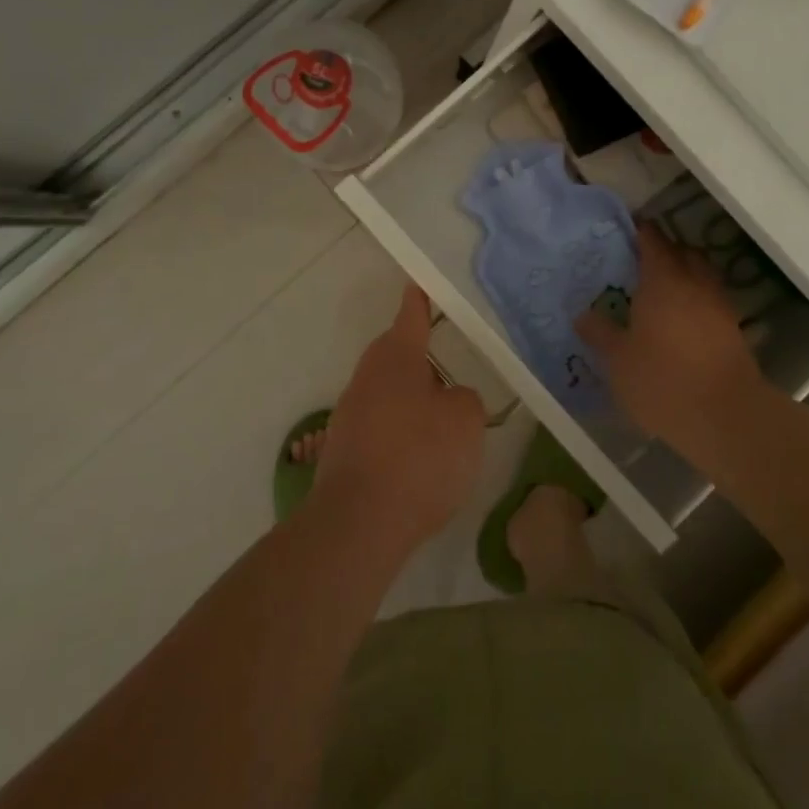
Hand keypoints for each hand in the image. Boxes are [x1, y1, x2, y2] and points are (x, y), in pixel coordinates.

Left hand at [310, 283, 485, 556]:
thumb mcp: (465, 421)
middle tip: (451, 371)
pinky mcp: (343, 450)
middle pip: (396, 355)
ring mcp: (350, 413)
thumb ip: (464, 399)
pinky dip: (400, 435)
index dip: (420, 300)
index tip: (421, 284)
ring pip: (388, 393)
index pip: (411, 315)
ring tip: (442, 426)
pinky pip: (380, 427)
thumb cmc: (418, 457)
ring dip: (412, 401)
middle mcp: (367, 376)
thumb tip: (448, 398)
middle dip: (421, 360)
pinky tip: (420, 462)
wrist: (359, 523)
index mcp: (396, 356)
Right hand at [576, 224, 760, 449]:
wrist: (726, 417)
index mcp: (663, 280)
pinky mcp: (733, 330)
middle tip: (641, 263)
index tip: (627, 231)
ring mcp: (718, 306)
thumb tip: (583, 314)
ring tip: (662, 292)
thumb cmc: (663, 380)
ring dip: (685, 275)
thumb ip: (600, 332)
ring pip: (701, 275)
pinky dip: (697, 301)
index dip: (640, 232)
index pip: (653, 240)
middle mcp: (694, 283)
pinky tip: (681, 321)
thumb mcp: (618, 360)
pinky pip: (711, 301)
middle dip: (665, 251)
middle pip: (683, 252)